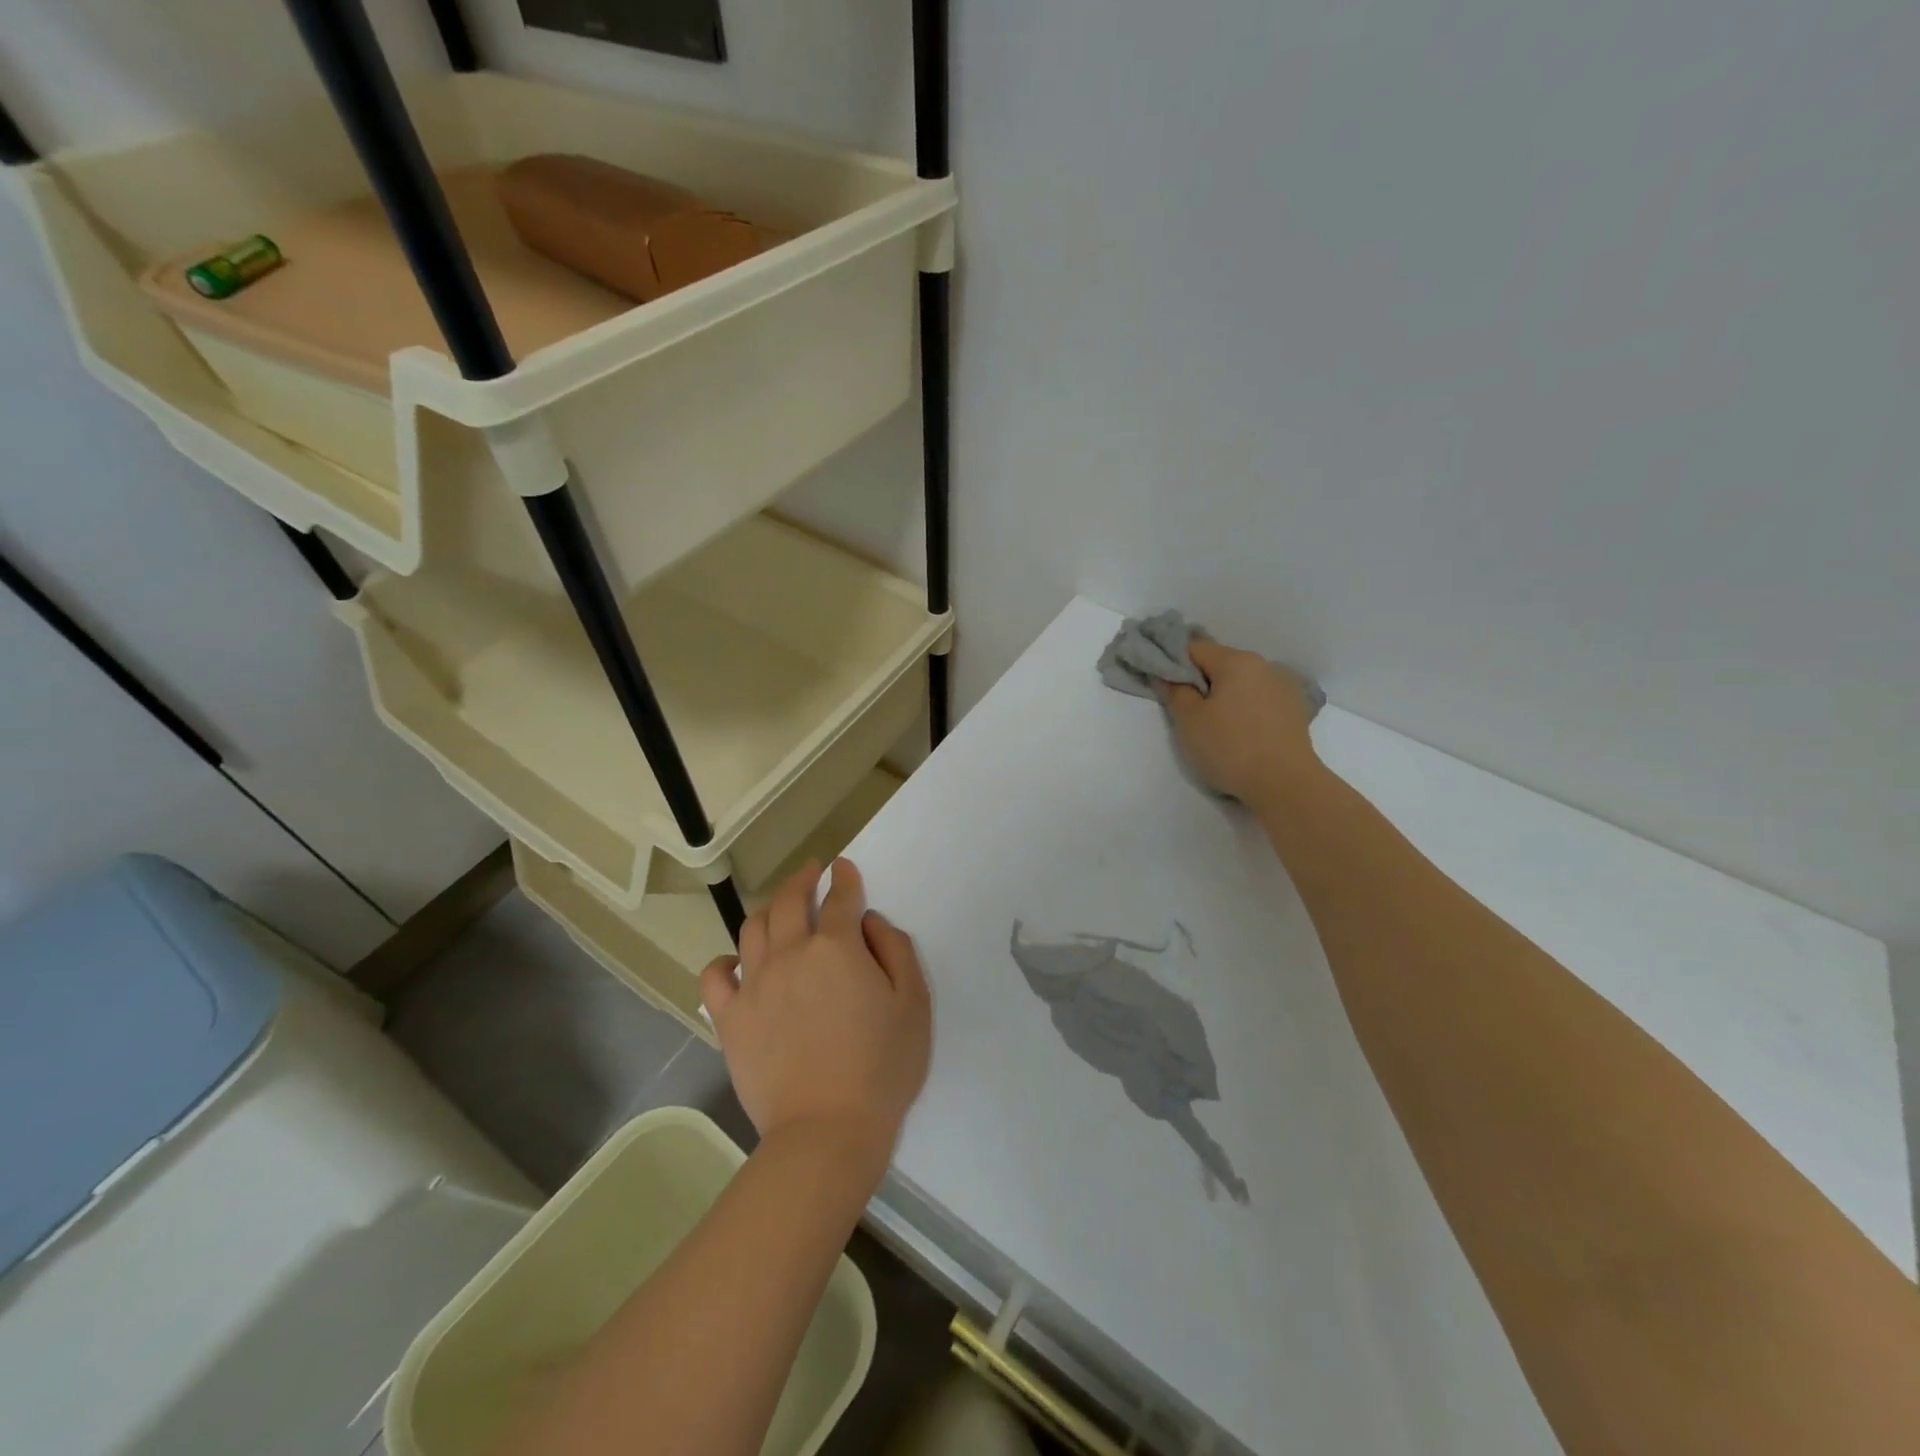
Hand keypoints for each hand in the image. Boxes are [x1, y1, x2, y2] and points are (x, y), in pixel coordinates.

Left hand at [700, 859, 930, 1188]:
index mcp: (837, 947)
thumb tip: (870, 922)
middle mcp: (791, 953)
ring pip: (752, 928)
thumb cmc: (882, 1068)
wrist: (827, 1131)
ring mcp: (755, 984)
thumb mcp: (913, 1004)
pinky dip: (724, 961)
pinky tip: (737, 962)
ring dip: (768, 910)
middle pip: (789, 900)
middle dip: (801, 879)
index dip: (844, 878)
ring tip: (779, 911)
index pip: (840, 897)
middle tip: (810, 872)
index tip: (843, 868)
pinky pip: (715, 975)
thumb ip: (896, 950)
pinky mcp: (730, 1018)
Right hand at [1162, 637, 1321, 804]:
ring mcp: (1284, 686)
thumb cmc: (1230, 748)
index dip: (1173, 663)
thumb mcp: (1189, 721)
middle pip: (1220, 663)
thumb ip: (1174, 691)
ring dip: (1225, 695)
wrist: (1285, 784)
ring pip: (1242, 682)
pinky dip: (1246, 707)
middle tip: (1186, 711)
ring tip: (1215, 725)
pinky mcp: (1295, 709)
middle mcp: (1264, 665)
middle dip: (1200, 681)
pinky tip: (1242, 732)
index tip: (1163, 686)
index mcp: (1236, 661)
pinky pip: (1260, 698)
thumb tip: (1165, 675)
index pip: (1194, 648)